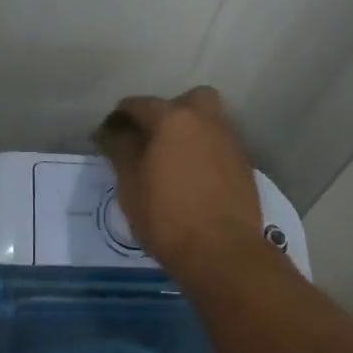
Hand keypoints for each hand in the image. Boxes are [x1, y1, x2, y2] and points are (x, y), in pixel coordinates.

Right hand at [94, 86, 262, 281]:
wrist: (222, 251)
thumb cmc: (167, 218)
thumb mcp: (131, 186)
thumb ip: (122, 151)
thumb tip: (113, 133)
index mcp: (173, 119)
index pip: (139, 105)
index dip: (119, 118)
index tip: (108, 135)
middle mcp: (206, 120)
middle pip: (186, 101)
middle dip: (167, 112)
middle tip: (152, 139)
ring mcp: (229, 140)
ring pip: (208, 121)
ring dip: (190, 131)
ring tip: (173, 160)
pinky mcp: (244, 163)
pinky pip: (220, 144)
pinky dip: (205, 151)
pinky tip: (194, 176)